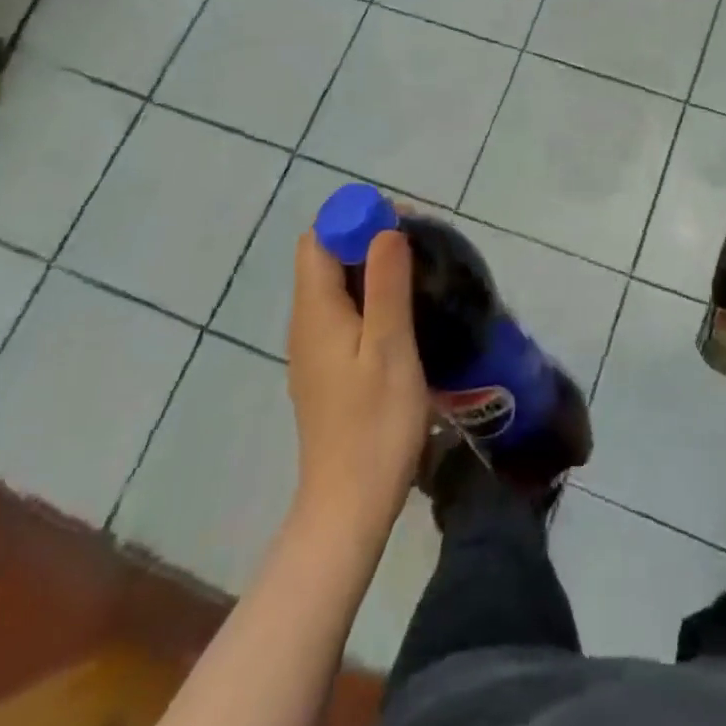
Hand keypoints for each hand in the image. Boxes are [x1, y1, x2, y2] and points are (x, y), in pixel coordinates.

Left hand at [287, 230, 429, 536]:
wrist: (349, 504)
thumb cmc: (374, 423)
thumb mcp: (390, 347)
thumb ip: (386, 284)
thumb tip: (385, 228)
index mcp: (315, 311)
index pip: (319, 240)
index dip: (353, 220)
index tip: (399, 221)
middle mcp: (306, 323)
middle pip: (325, 259)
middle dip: (366, 238)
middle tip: (418, 244)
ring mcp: (314, 348)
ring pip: (336, 286)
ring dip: (371, 267)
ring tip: (418, 272)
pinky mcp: (328, 369)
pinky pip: (343, 313)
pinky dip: (370, 297)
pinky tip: (404, 313)